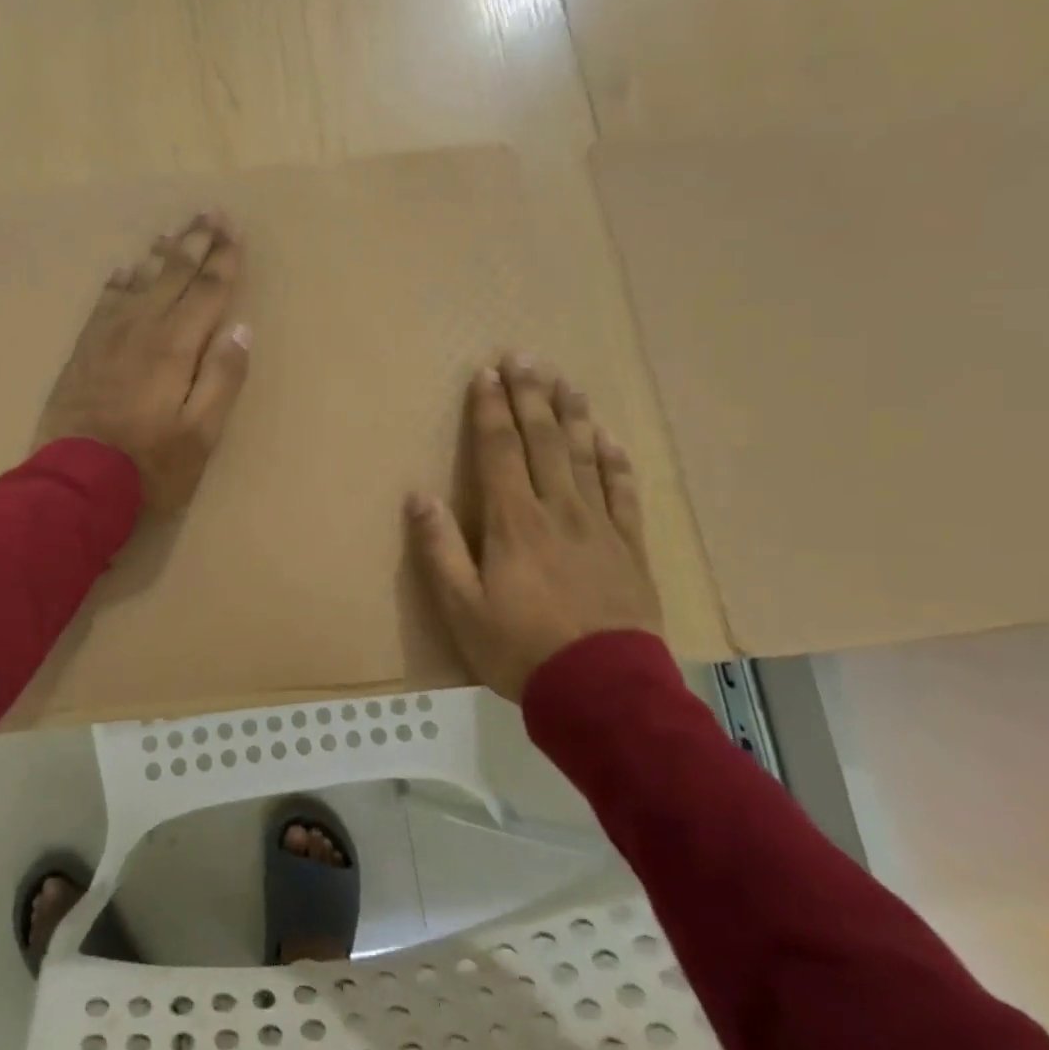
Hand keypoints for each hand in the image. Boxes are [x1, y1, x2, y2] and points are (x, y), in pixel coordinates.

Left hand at [36, 210, 251, 512]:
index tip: (233, 229)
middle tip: (208, 212)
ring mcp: (108, 337)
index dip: (223, 259)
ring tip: (170, 230)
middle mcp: (142, 329)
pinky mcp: (84, 351)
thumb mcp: (201, 433)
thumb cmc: (149, 465)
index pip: (207, 291)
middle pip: (173, 275)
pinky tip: (123, 271)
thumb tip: (241, 329)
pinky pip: (104, 303)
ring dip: (158, 254)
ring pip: (138, 282)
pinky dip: (118, 282)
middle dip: (194, 242)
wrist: (75, 482)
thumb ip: (222, 378)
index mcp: (176, 346)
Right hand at [407, 355, 661, 701]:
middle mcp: (558, 510)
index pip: (500, 450)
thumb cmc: (520, 649)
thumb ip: (438, 549)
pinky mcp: (630, 547)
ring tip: (567, 381)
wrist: (603, 692)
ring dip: (573, 416)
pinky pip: (624, 493)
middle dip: (531, 396)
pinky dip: (616, 462)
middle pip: (544, 441)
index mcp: (513, 521)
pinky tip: (610, 439)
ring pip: (586, 456)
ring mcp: (599, 526)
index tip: (486, 374)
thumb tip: (418, 496)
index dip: (491, 409)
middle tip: (525, 357)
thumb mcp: (461, 607)